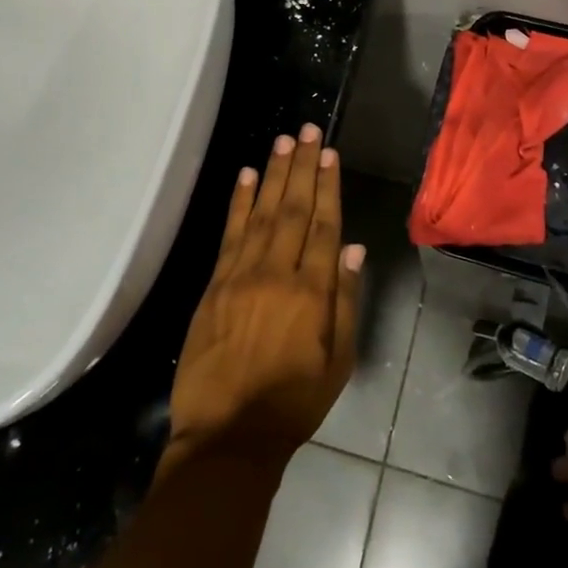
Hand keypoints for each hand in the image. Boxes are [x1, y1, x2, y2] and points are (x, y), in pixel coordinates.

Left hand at [161, 125, 365, 476]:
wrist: (228, 436)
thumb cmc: (293, 403)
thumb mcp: (338, 361)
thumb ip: (345, 301)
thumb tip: (353, 248)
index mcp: (311, 293)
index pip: (324, 226)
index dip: (328, 186)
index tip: (329, 154)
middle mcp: (277, 274)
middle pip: (293, 210)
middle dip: (302, 167)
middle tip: (308, 131)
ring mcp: (241, 276)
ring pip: (262, 214)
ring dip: (273, 174)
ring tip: (283, 141)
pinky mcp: (214, 285)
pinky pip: (229, 235)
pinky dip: (238, 203)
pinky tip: (246, 177)